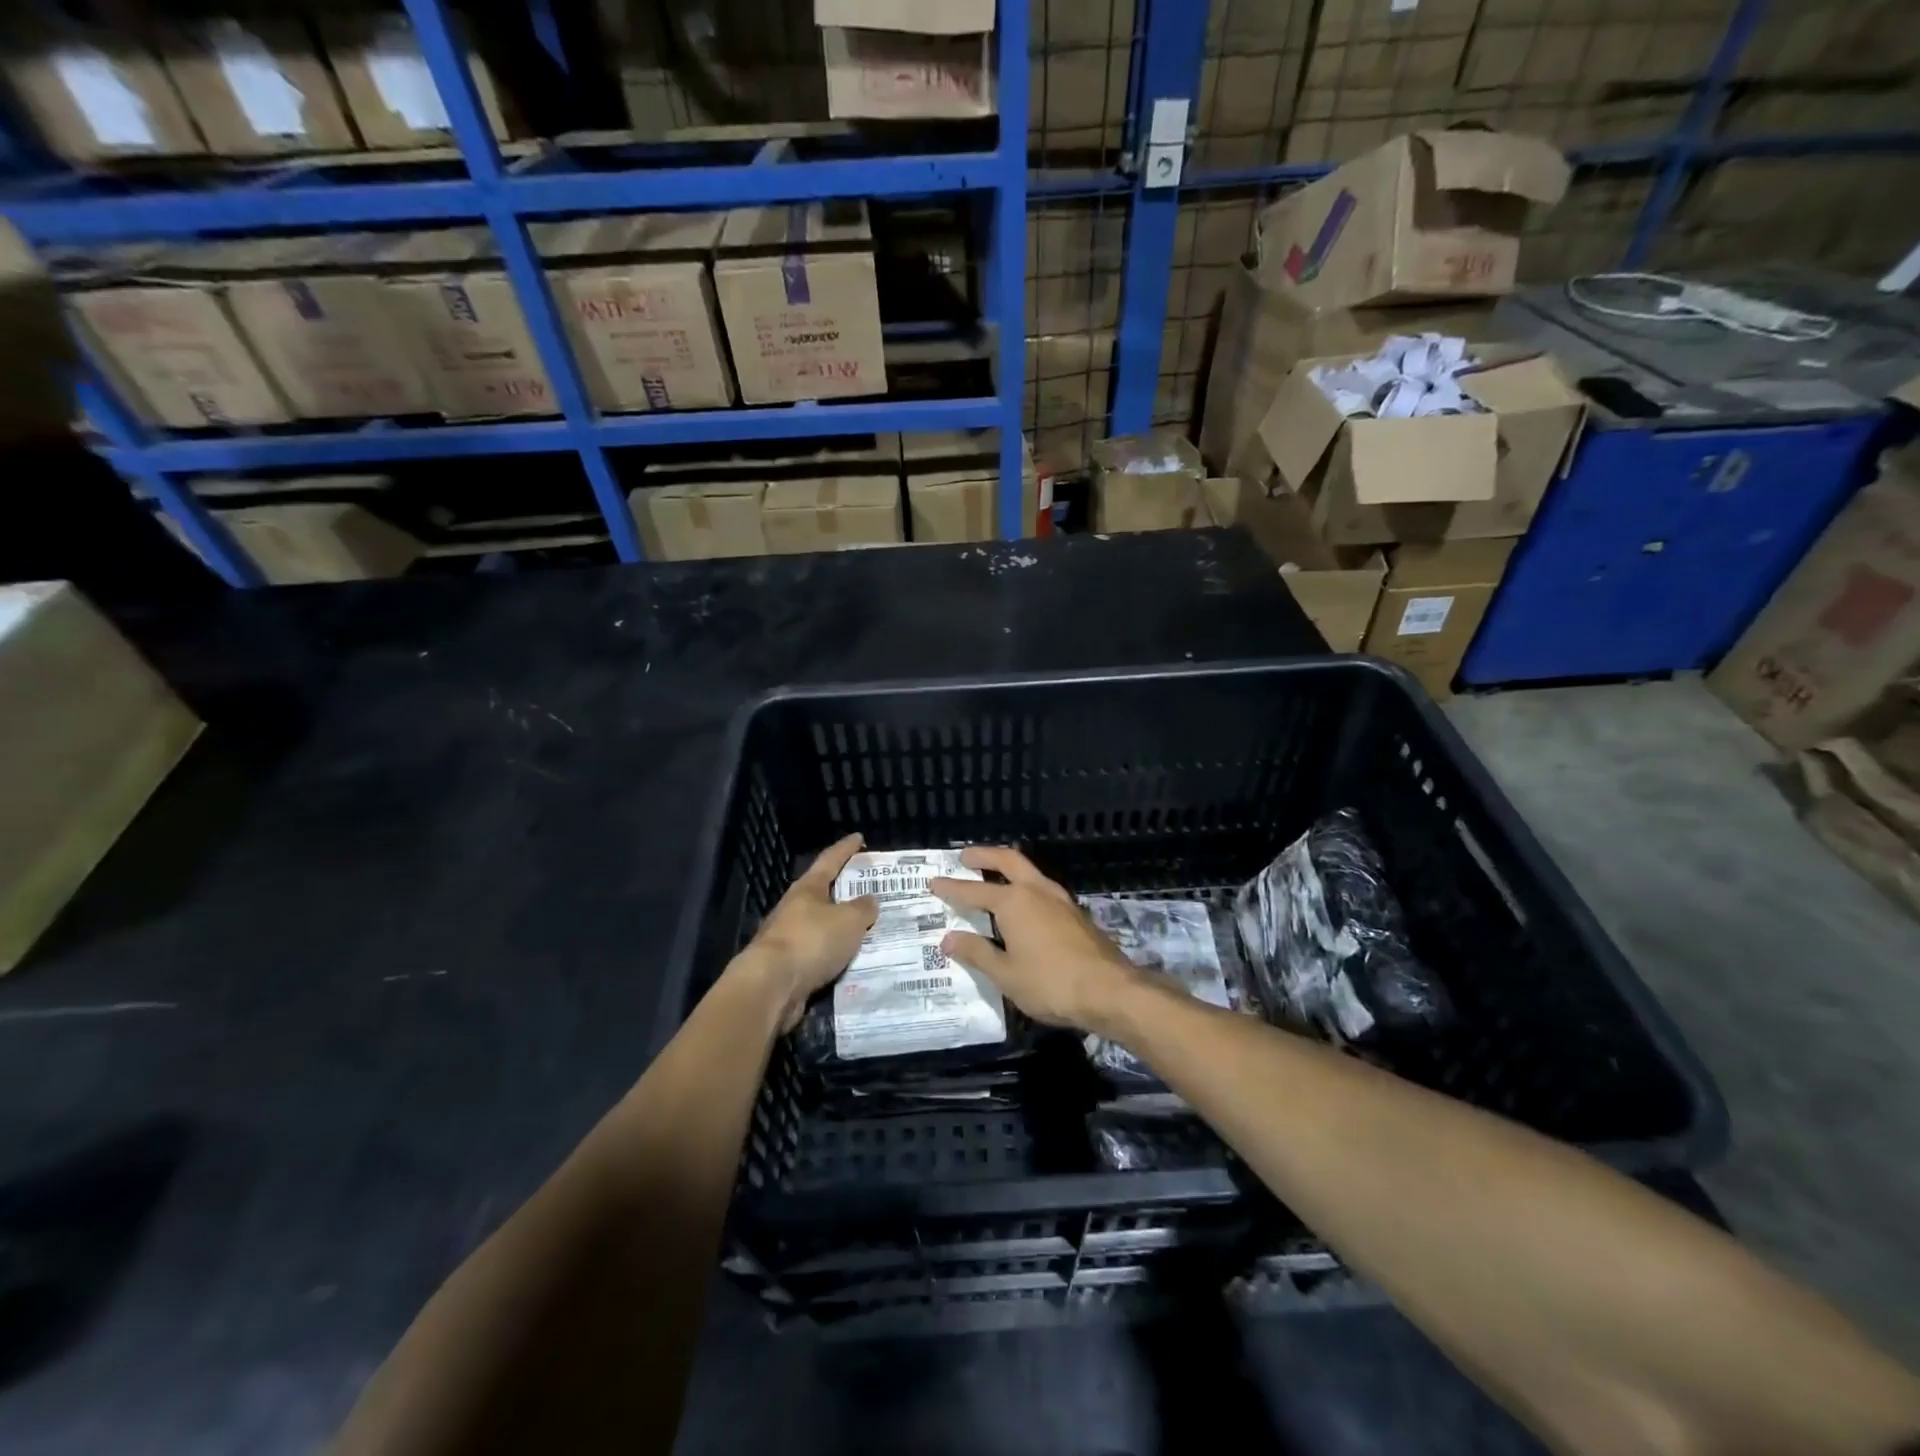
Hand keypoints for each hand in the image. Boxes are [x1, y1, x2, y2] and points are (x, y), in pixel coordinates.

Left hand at [735, 833, 876, 1032]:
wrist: (771, 986)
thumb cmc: (811, 941)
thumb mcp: (849, 920)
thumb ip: (863, 908)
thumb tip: (870, 900)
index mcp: (808, 889)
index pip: (830, 860)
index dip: (846, 848)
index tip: (859, 837)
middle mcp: (794, 909)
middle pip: (824, 893)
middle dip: (845, 891)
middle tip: (870, 890)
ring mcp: (788, 938)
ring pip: (822, 926)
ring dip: (841, 927)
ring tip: (867, 929)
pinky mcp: (788, 966)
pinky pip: (819, 954)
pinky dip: (835, 954)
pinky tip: (851, 959)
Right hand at [930, 847, 1144, 1034]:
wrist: (1110, 991)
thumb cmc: (1050, 983)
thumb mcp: (1006, 974)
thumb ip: (977, 953)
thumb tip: (948, 939)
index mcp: (1014, 902)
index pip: (974, 891)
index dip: (952, 888)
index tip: (934, 881)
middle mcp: (1036, 891)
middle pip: (1008, 860)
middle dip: (984, 855)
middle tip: (965, 856)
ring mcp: (1060, 900)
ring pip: (1029, 871)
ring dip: (1008, 867)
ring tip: (993, 874)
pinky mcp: (1075, 913)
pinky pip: (1042, 888)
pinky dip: (1025, 885)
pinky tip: (1023, 903)